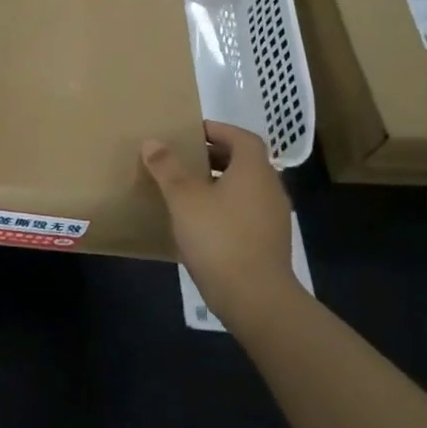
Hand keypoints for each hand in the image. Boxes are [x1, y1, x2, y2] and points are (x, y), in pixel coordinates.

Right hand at [142, 121, 296, 323]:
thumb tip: (152, 141)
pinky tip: (201, 222)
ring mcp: (273, 218)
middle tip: (185, 159)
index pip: (242, 137)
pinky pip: (246, 212)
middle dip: (215, 156)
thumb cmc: (219, 237)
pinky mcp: (269, 242)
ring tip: (188, 190)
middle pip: (245, 162)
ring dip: (220, 183)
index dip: (218, 130)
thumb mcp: (184, 198)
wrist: (255, 297)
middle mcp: (270, 188)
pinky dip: (226, 207)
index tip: (192, 133)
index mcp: (254, 170)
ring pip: (246, 188)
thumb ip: (167, 167)